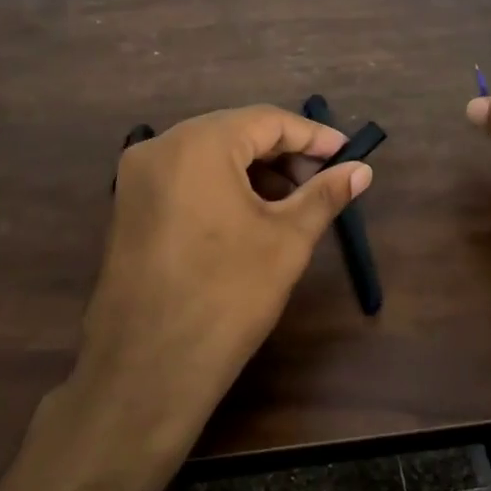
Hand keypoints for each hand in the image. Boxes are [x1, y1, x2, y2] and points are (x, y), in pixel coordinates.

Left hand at [73, 105, 372, 451]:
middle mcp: (159, 148)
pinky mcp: (128, 208)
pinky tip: (250, 216)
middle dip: (283, 154)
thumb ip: (324, 195)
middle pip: (234, 133)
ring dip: (253, 172)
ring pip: (208, 156)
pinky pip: (184, 179)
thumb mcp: (286, 241)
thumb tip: (362, 170)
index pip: (266, 121)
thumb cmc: (227, 296)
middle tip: (322, 181)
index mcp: (198, 144)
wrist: (148, 369)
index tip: (347, 153)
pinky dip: (222, 187)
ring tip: (291, 203)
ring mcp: (136, 178)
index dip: (312, 136)